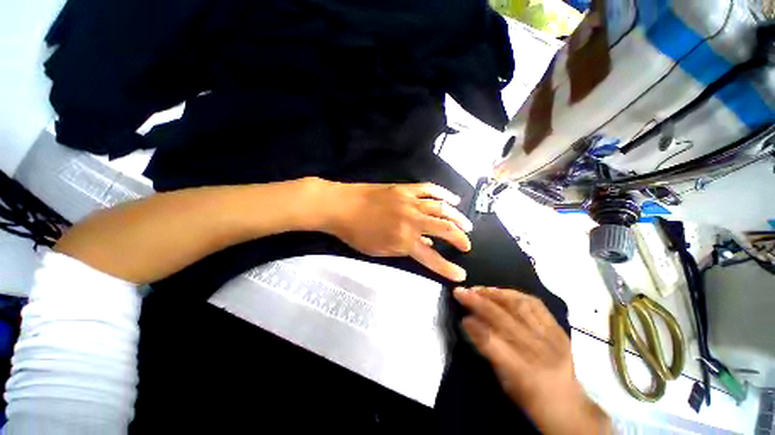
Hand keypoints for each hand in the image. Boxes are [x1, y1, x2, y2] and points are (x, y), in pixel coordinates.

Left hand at [320, 181, 472, 281]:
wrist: (341, 206)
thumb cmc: (356, 233)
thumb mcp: (380, 250)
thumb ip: (405, 249)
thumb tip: (426, 245)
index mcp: (403, 239)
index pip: (432, 257)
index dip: (448, 269)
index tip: (461, 275)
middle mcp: (412, 220)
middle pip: (444, 229)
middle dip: (460, 239)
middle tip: (467, 245)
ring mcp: (410, 201)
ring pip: (441, 208)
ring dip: (457, 217)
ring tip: (467, 225)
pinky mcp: (405, 188)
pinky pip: (429, 189)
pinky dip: (444, 193)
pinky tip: (453, 199)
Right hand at [454, 287, 610, 434]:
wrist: (569, 405)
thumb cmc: (530, 398)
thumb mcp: (505, 382)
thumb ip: (488, 350)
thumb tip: (470, 323)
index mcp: (523, 373)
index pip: (492, 341)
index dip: (473, 325)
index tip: (460, 314)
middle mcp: (539, 352)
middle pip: (503, 319)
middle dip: (478, 302)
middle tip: (461, 291)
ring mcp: (552, 337)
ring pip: (519, 306)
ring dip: (494, 294)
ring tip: (478, 289)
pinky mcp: (558, 329)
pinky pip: (534, 304)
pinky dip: (514, 294)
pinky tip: (501, 291)